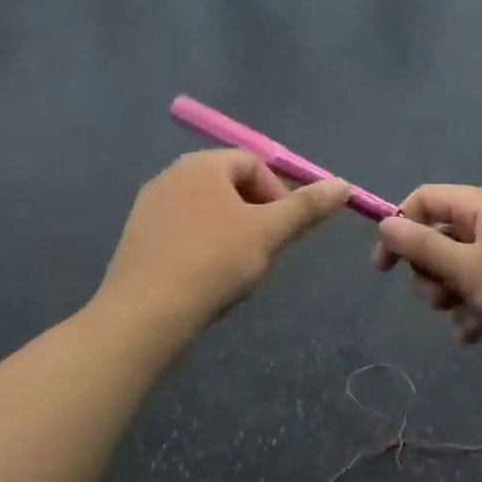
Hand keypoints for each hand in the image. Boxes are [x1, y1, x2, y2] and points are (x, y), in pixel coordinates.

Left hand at [98, 150, 348, 333]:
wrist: (144, 316)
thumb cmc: (213, 262)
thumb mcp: (269, 233)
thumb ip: (306, 207)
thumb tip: (344, 184)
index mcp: (203, 165)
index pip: (254, 165)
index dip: (279, 195)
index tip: (284, 232)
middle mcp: (172, 175)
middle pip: (229, 186)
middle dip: (255, 215)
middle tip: (265, 251)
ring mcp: (149, 206)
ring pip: (207, 212)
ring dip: (231, 233)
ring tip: (237, 269)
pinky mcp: (137, 238)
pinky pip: (182, 232)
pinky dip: (202, 248)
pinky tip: (206, 280)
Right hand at [372, 186, 481, 377]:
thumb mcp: (467, 269)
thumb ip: (422, 246)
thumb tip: (386, 223)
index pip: (424, 199)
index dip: (399, 229)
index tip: (384, 270)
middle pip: (441, 237)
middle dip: (430, 273)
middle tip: (437, 300)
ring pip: (463, 268)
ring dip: (453, 297)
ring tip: (465, 322)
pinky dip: (477, 309)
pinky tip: (478, 336)